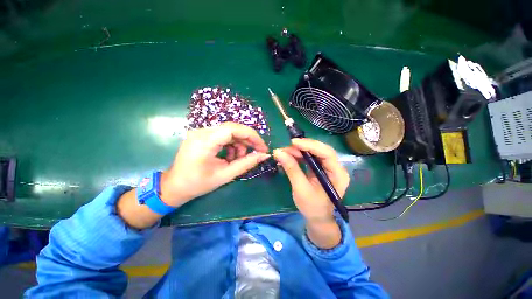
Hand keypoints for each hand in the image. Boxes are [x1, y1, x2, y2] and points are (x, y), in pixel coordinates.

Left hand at [160, 122, 269, 206]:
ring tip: (239, 159)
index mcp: (205, 141)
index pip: (233, 129)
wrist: (174, 186)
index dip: (252, 136)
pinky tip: (230, 157)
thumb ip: (246, 164)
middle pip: (233, 129)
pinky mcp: (202, 135)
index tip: (262, 148)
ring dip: (239, 144)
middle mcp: (202, 131)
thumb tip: (264, 155)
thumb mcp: (225, 175)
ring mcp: (201, 132)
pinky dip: (231, 145)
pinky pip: (223, 136)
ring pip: (229, 132)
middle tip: (257, 152)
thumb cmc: (197, 184)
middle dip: (248, 140)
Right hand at [273, 138, 349, 221]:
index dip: (310, 145)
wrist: (317, 217)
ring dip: (299, 150)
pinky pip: (310, 157)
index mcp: (338, 174)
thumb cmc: (312, 207)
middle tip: (286, 148)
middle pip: (320, 150)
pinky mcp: (320, 168)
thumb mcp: (301, 189)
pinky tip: (289, 156)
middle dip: (303, 147)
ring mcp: (328, 167)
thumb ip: (291, 169)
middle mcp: (336, 167)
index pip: (326, 153)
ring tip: (285, 152)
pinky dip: (299, 155)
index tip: (293, 143)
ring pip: (314, 152)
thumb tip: (278, 152)